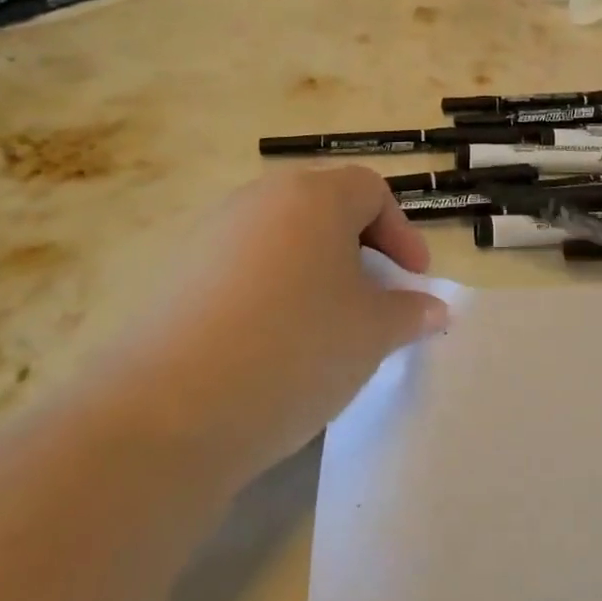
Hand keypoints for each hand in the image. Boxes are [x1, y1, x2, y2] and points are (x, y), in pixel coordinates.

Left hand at [95, 166, 449, 478]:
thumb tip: (433, 309)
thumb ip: (410, 313)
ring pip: (281, 239)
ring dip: (314, 272)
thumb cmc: (295, 349)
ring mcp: (211, 235)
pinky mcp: (177, 275)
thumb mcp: (372, 333)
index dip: (402, 232)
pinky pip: (242, 268)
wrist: (168, 410)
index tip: (414, 280)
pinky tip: (271, 344)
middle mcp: (258, 200)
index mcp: (312, 197)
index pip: (370, 190)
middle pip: (323, 209)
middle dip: (359, 249)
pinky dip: (271, 292)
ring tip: (324, 325)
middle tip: (374, 299)